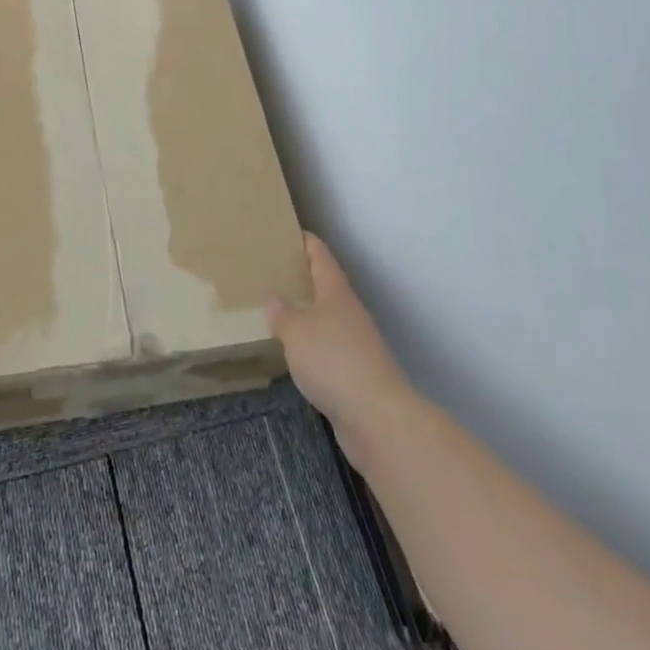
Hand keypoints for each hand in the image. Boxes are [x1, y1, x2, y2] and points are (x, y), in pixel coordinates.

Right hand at [266, 233, 409, 458]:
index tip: (287, 231)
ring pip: (327, 320)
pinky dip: (312, 347)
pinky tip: (294, 354)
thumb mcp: (296, 331)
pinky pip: (328, 350)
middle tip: (272, 272)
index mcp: (336, 292)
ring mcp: (356, 344)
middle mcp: (349, 312)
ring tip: (278, 312)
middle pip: (326, 286)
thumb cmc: (333, 360)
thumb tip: (273, 298)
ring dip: (307, 315)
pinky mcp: (356, 374)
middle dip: (302, 279)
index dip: (305, 241)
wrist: (377, 418)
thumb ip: (282, 313)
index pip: (320, 255)